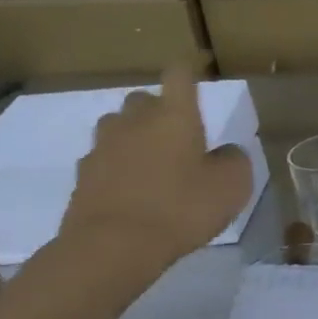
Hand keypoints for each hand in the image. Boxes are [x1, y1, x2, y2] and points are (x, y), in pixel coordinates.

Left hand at [57, 65, 253, 274]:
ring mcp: (103, 147)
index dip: (188, 73)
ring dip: (134, 136)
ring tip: (153, 162)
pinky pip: (104, 159)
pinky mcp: (83, 176)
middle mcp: (135, 122)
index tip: (196, 76)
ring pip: (118, 127)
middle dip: (159, 110)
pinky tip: (132, 189)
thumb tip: (225, 151)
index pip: (179, 76)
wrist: (113, 245)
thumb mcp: (232, 186)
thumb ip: (234, 160)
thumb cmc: (182, 207)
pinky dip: (118, 167)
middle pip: (143, 99)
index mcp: (174, 116)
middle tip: (178, 134)